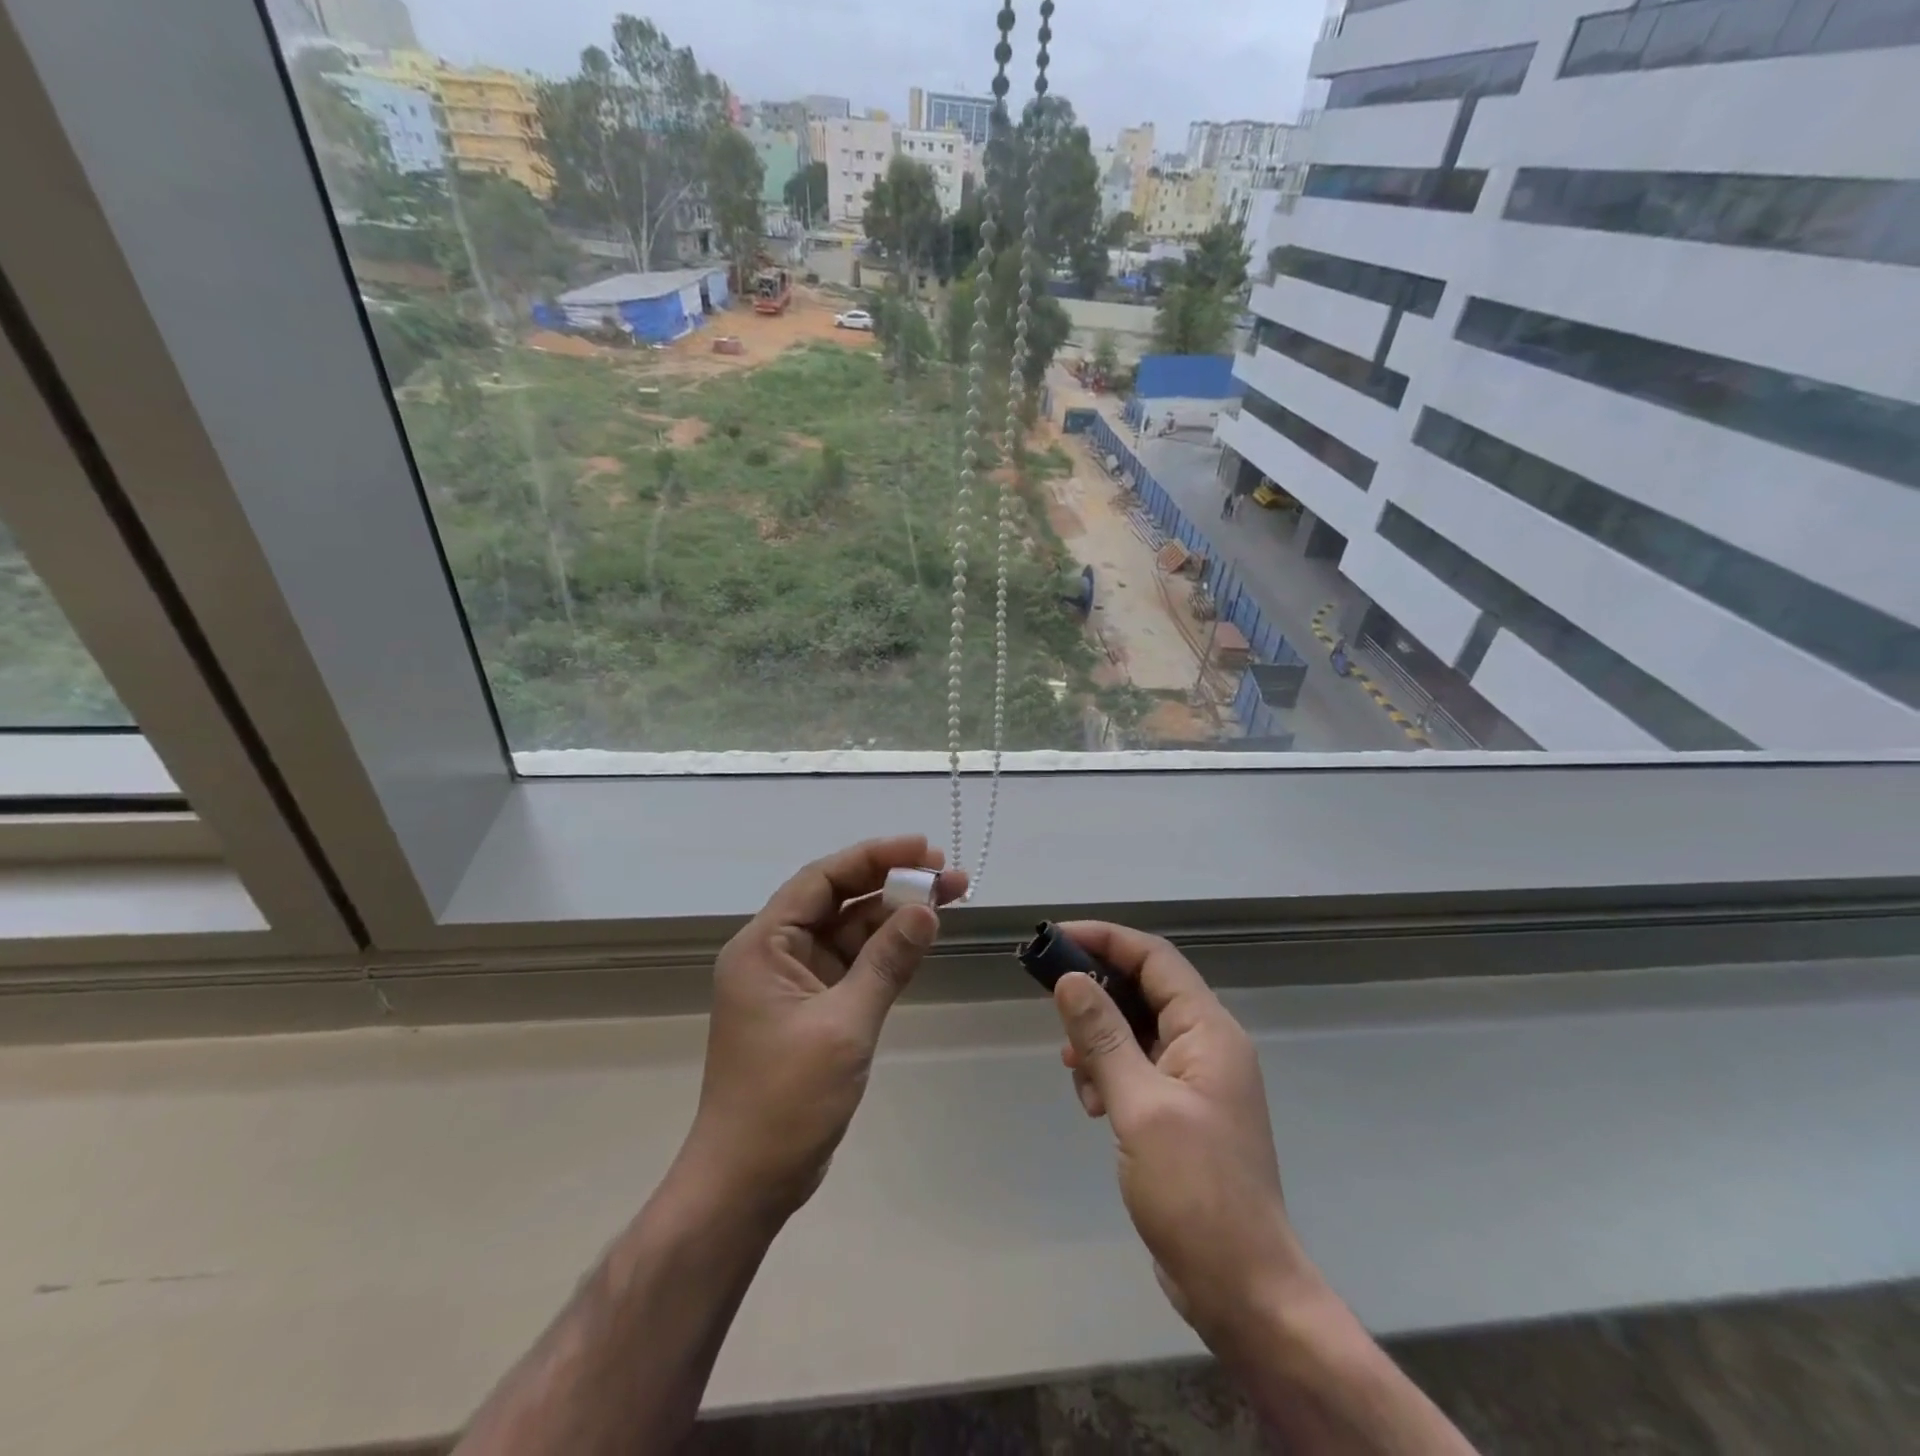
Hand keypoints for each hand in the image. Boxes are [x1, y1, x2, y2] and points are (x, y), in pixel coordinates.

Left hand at [677, 836, 965, 1222]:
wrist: (747, 1184)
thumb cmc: (785, 1101)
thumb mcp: (844, 1025)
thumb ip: (886, 962)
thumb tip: (927, 910)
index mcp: (764, 945)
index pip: (822, 879)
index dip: (874, 857)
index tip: (924, 850)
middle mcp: (776, 953)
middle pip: (839, 901)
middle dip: (893, 885)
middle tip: (950, 875)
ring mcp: (795, 982)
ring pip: (850, 932)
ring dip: (896, 917)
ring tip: (952, 899)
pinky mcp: (813, 1009)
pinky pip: (854, 965)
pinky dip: (887, 952)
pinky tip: (924, 938)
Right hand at [1052, 923, 1319, 1353]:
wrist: (1244, 1289)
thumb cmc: (1195, 1191)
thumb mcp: (1139, 1106)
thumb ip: (1103, 1037)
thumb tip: (1070, 978)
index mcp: (1208, 1031)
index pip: (1155, 958)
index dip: (1106, 939)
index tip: (1056, 939)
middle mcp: (1207, 1044)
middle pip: (1144, 990)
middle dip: (1096, 993)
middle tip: (1052, 1005)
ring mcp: (1196, 1079)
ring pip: (1136, 1030)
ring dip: (1099, 1041)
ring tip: (1075, 1074)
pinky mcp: (1182, 1110)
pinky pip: (1139, 1067)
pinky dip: (1110, 1074)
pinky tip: (1093, 1106)